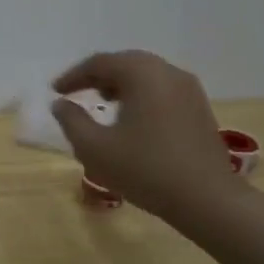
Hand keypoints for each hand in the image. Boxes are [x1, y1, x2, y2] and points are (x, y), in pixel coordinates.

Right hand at [51, 51, 242, 223]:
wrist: (207, 199)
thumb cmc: (145, 169)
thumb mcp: (94, 148)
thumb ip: (71, 121)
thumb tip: (61, 104)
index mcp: (142, 74)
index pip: (100, 63)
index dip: (73, 76)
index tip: (55, 91)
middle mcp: (168, 72)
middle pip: (126, 63)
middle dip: (98, 76)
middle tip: (76, 92)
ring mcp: (189, 90)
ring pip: (146, 75)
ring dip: (120, 84)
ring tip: (102, 103)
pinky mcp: (199, 108)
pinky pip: (162, 89)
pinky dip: (140, 95)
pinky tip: (131, 118)